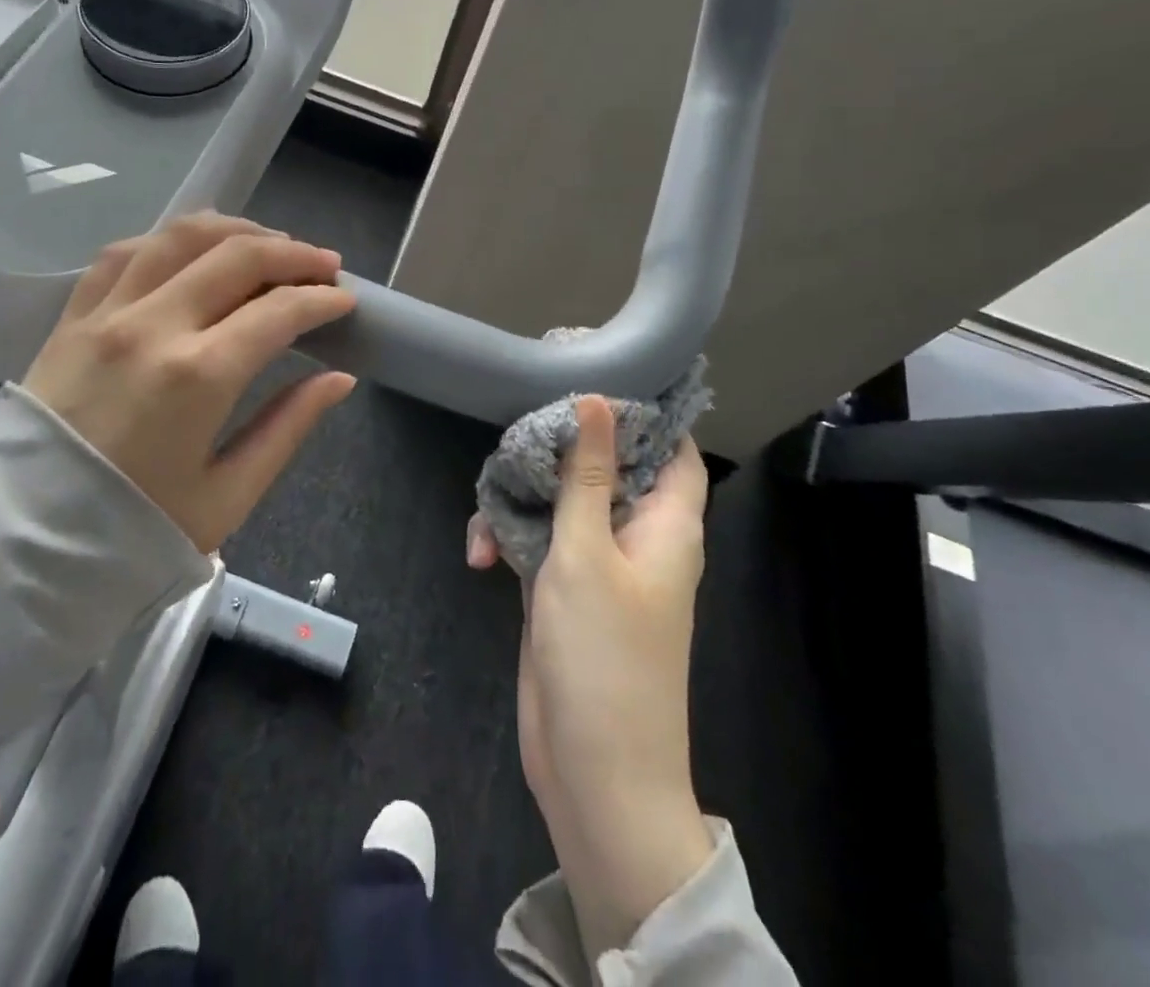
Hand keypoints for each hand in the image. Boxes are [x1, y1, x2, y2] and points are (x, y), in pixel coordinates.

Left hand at [24, 212, 357, 552]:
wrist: (22, 547)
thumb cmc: (135, 531)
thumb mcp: (228, 495)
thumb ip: (288, 427)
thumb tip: (339, 379)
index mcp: (198, 376)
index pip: (279, 310)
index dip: (322, 298)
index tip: (345, 300)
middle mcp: (153, 326)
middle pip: (237, 255)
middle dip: (293, 253)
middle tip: (323, 264)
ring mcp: (105, 313)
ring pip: (180, 236)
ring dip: (236, 231)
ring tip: (268, 244)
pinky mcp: (72, 316)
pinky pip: (125, 252)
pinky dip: (169, 240)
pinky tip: (193, 252)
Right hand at [469, 396, 716, 958]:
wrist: (593, 771)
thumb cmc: (604, 655)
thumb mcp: (587, 553)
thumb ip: (587, 476)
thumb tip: (597, 400)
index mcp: (667, 525)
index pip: (672, 449)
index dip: (642, 413)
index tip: (590, 377)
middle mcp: (637, 537)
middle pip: (604, 467)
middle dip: (559, 450)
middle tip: (516, 429)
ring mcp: (597, 563)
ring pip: (561, 502)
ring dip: (520, 499)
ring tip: (486, 508)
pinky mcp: (561, 588)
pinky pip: (537, 541)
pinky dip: (507, 539)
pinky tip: (477, 555)